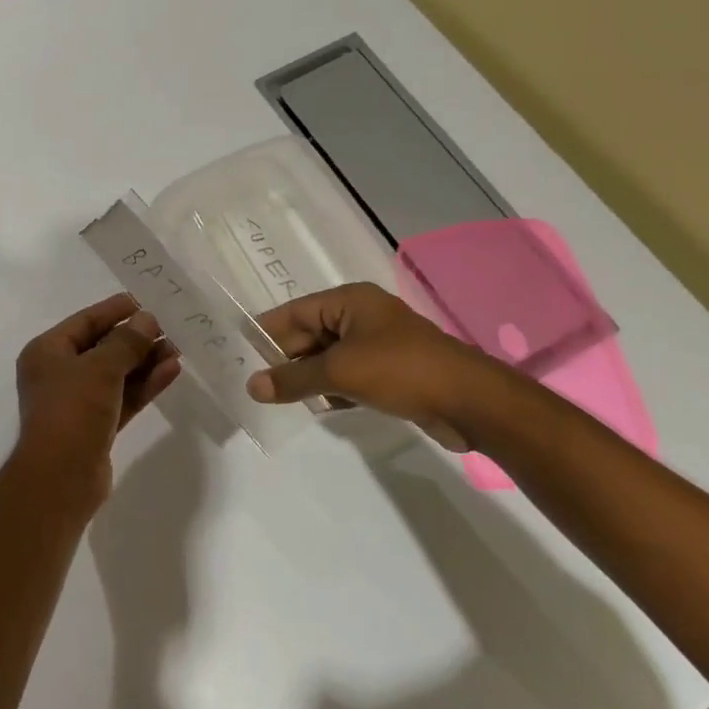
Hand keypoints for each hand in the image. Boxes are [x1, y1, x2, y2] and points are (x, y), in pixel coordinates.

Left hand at [13, 294, 182, 510]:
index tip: (145, 301)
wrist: (61, 478)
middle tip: (170, 327)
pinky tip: (171, 371)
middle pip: (102, 347)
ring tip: (178, 348)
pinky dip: (144, 385)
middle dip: (136, 338)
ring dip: (145, 361)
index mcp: (47, 352)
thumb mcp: (100, 368)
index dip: (115, 310)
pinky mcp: (96, 426)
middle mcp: (59, 373)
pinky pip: (123, 397)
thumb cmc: (72, 410)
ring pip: (116, 374)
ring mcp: (78, 402)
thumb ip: (126, 342)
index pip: (85, 322)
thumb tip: (147, 319)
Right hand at [244, 281, 495, 424]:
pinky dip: (332, 389)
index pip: (294, 312)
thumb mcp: (339, 372)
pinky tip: (318, 408)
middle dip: (285, 359)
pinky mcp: (390, 371)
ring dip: (308, 377)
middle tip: (255, 384)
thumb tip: (252, 386)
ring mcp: (377, 344)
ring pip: (328, 358)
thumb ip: (292, 379)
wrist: (470, 401)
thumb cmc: (400, 370)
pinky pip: (348, 375)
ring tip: (278, 399)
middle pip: (310, 335)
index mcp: (349, 301)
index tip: (239, 353)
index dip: (266, 333)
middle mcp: (361, 316)